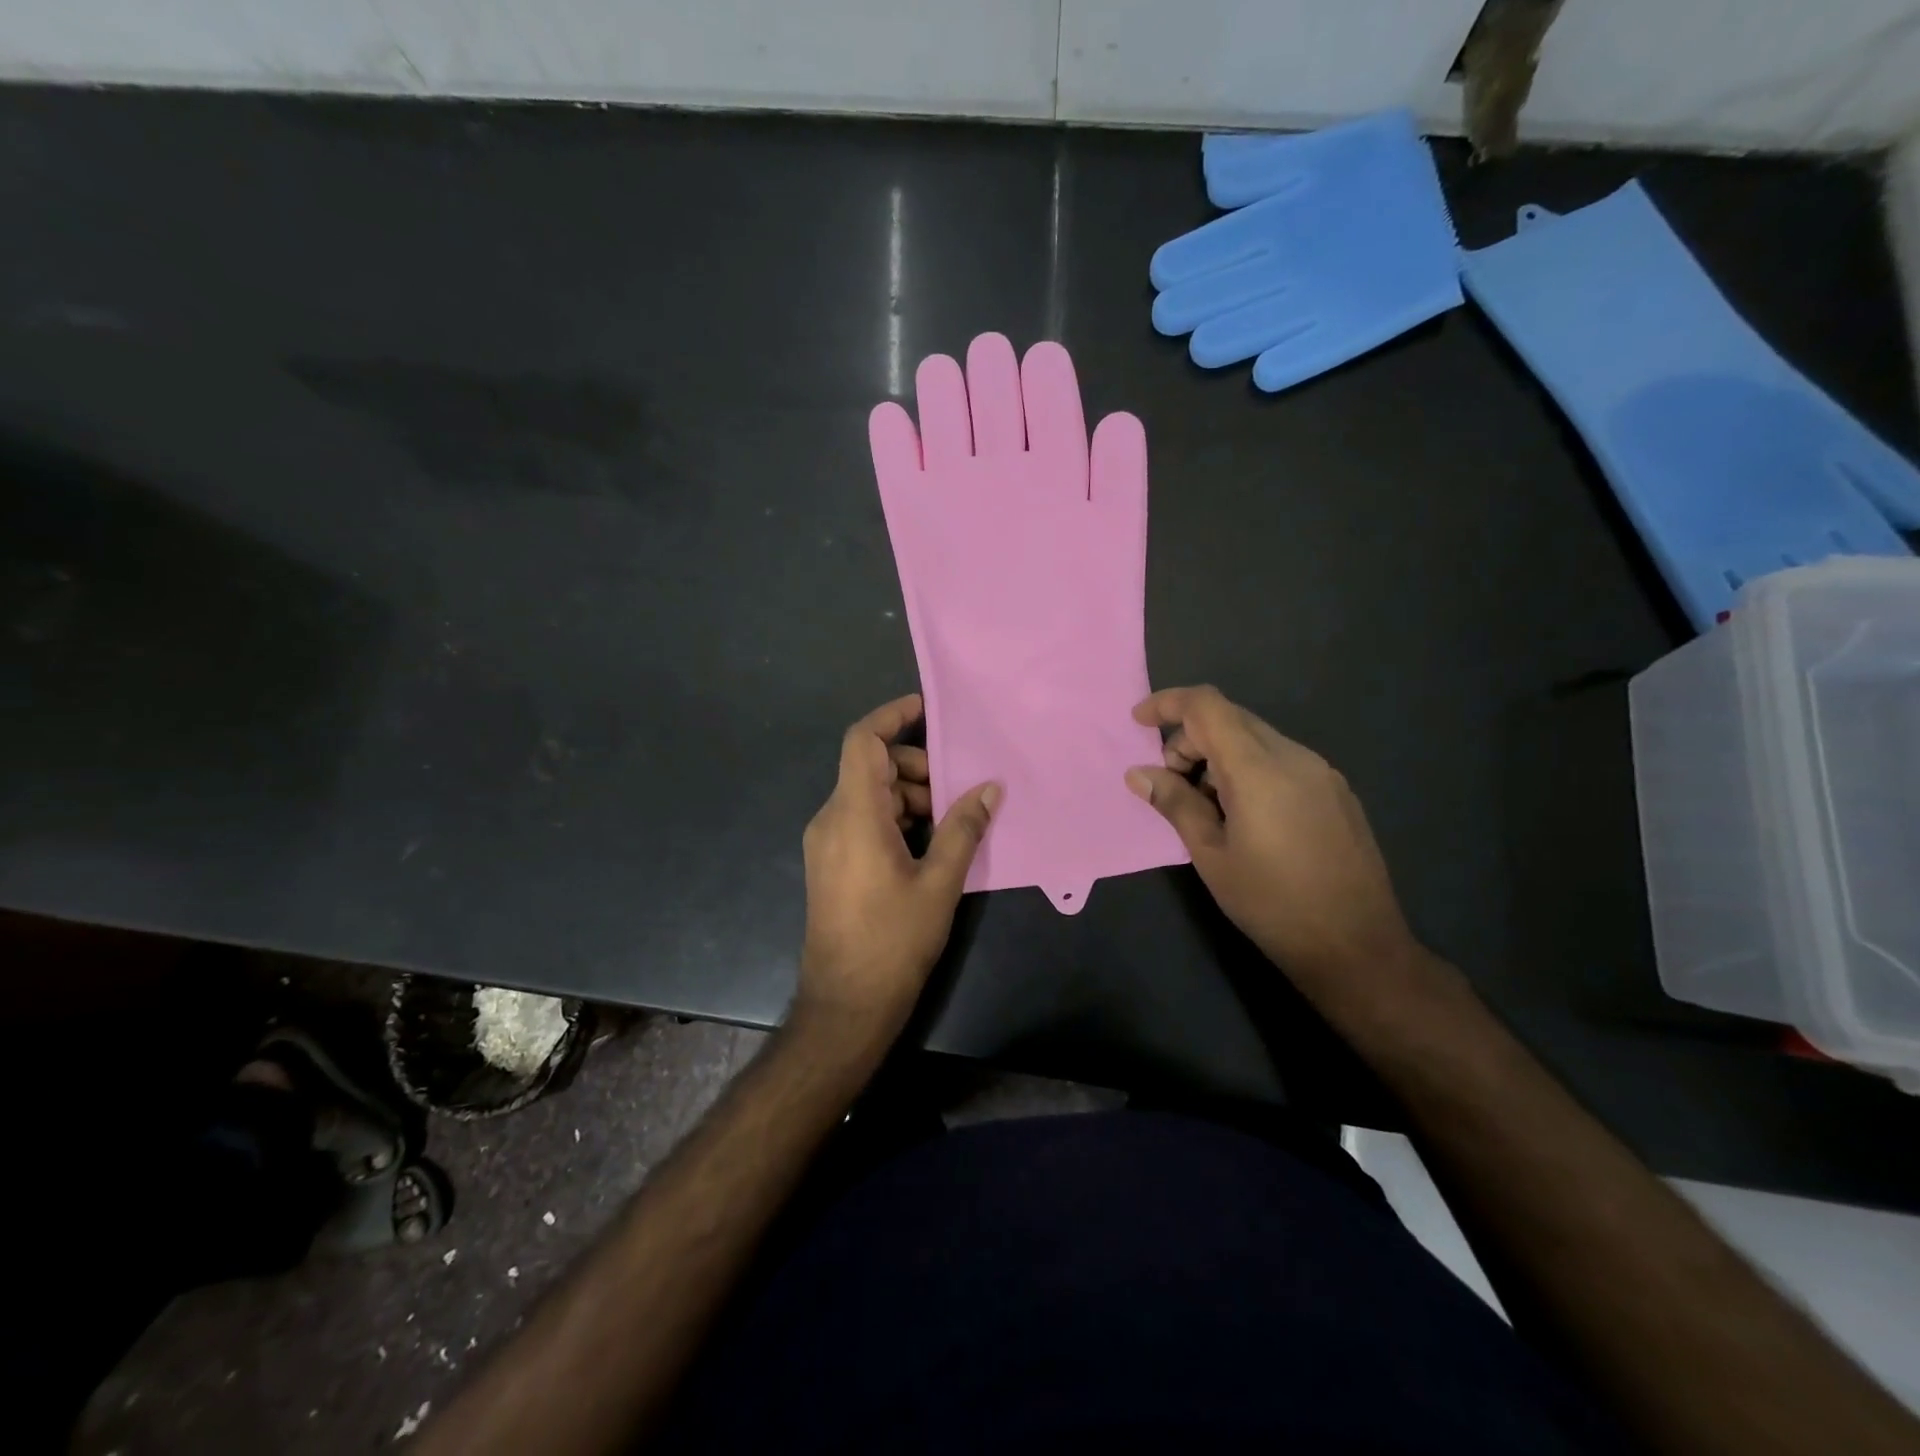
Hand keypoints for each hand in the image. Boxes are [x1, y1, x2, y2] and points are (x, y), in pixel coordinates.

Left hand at [797, 694, 999, 1043]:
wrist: (846, 1003)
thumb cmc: (893, 940)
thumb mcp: (939, 882)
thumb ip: (963, 829)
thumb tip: (990, 789)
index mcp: (853, 814)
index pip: (862, 741)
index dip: (891, 716)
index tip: (926, 708)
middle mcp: (831, 819)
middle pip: (871, 767)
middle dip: (915, 767)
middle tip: (956, 791)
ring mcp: (826, 842)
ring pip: (869, 795)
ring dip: (909, 796)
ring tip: (949, 823)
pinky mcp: (830, 863)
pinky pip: (862, 820)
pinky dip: (895, 818)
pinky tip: (928, 844)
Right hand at [1125, 685, 1424, 1002]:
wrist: (1357, 947)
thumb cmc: (1272, 903)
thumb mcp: (1211, 855)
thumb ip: (1175, 804)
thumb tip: (1139, 774)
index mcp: (1258, 769)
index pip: (1207, 706)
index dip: (1167, 703)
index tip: (1139, 722)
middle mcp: (1294, 757)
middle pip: (1230, 719)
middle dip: (1190, 740)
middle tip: (1172, 785)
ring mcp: (1321, 772)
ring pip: (1256, 739)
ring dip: (1219, 757)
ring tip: (1209, 810)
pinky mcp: (1336, 791)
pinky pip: (1281, 760)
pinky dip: (1249, 770)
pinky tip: (1247, 818)